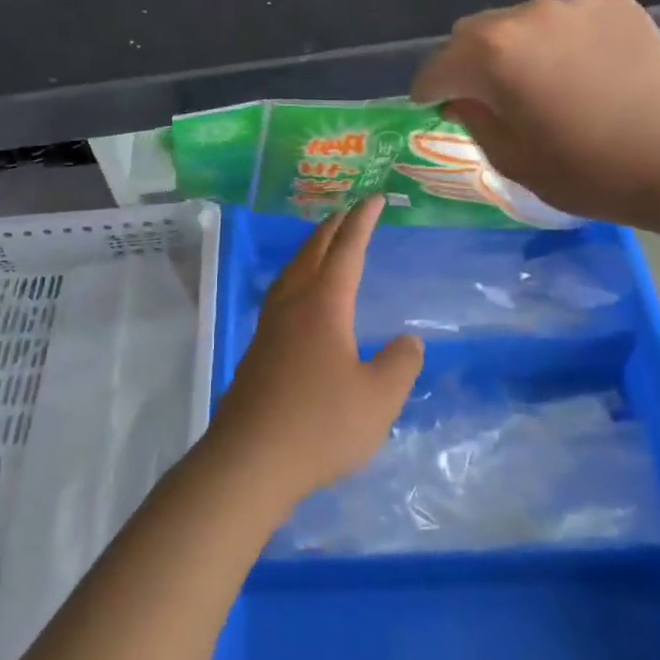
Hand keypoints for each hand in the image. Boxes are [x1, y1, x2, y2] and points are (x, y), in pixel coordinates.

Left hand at [210, 196, 424, 506]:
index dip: (363, 222)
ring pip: (291, 272)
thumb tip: (409, 341)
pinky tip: (300, 299)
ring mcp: (269, 328)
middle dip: (334, 228)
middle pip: (312, 253)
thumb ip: (399, 365)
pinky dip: (298, 277)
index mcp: (324, 306)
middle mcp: (292, 306)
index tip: (375, 198)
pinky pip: (281, 295)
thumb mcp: (378, 399)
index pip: (347, 250)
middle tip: (351, 212)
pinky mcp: (257, 351)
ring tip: (324, 244)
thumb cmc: (320, 426)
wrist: (249, 461)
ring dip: (311, 250)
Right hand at [409, 0, 659, 227]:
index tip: (436, 108)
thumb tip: (463, 96)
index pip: (437, 67)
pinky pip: (569, 20)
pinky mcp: (614, 4)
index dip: (429, 91)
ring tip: (549, 82)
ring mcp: (574, 4)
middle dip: (470, 63)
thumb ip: (473, 119)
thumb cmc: (587, 169)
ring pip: (523, 22)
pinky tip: (590, 71)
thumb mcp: (512, 159)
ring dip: (520, 48)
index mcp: (491, 53)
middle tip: (491, 97)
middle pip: (474, 32)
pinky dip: (565, 41)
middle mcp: (526, 15)